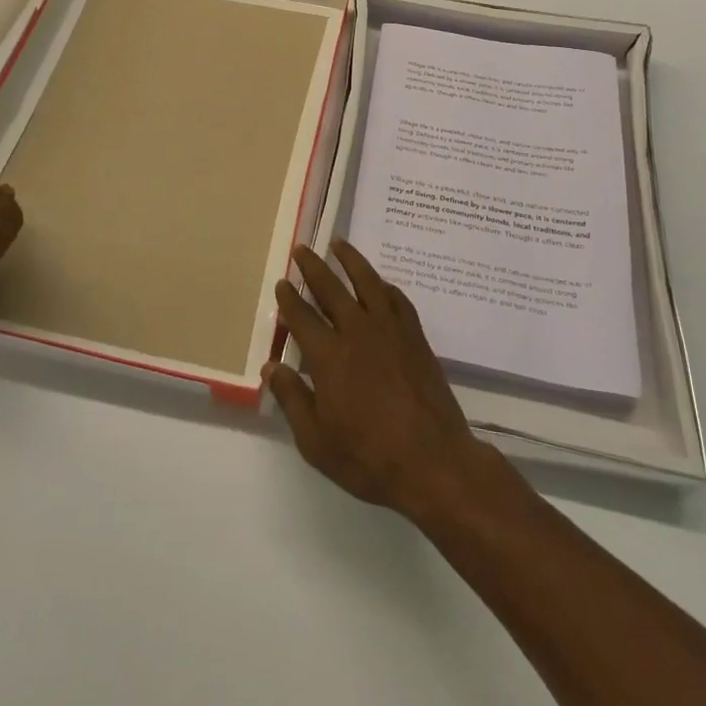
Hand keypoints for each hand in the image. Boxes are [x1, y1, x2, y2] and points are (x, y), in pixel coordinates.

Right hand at [267, 240, 493, 522]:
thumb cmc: (368, 458)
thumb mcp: (316, 442)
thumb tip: (272, 367)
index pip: (302, 317)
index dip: (289, 298)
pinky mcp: (415, 336)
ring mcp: (390, 330)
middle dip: (313, 267)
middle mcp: (357, 331)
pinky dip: (384, 286)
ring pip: (367, 282)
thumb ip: (292, 399)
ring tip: (338, 243)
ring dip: (350, 260)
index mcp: (329, 356)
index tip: (282, 283)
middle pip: (331, 288)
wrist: (433, 462)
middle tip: (302, 249)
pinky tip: (379, 283)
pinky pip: (397, 299)